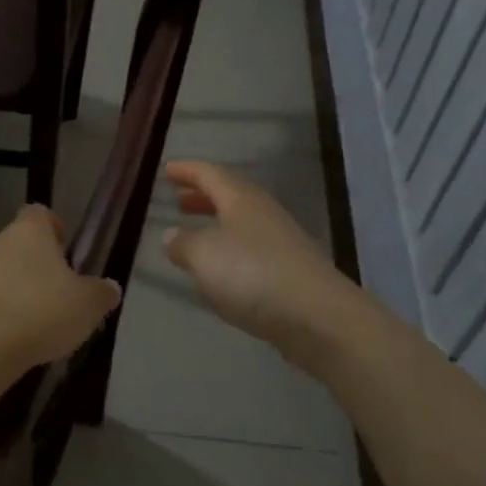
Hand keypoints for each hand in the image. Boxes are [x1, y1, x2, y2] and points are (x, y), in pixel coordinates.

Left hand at [0, 205, 120, 373]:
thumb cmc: (39, 313)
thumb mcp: (87, 306)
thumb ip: (101, 293)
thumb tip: (110, 288)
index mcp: (29, 232)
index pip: (40, 214)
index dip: (54, 230)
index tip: (65, 252)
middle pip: (17, 244)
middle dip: (33, 265)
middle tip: (54, 294)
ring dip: (11, 290)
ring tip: (30, 323)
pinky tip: (6, 340)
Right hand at [162, 161, 369, 376]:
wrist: (317, 316)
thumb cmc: (252, 274)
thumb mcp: (204, 255)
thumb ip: (183, 243)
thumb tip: (172, 235)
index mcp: (241, 199)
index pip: (210, 174)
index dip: (187, 171)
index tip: (168, 169)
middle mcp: (262, 212)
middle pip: (229, 195)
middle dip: (202, 196)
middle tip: (179, 199)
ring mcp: (280, 241)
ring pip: (241, 222)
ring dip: (216, 223)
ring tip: (195, 233)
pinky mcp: (289, 270)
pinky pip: (251, 248)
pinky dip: (231, 249)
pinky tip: (221, 270)